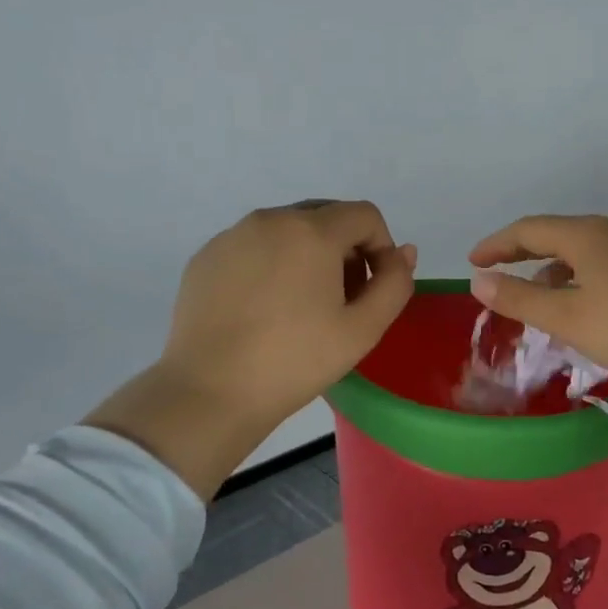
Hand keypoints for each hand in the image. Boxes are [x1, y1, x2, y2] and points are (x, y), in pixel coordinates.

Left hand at [87, 200, 416, 497]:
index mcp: (311, 231)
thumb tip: (402, 252)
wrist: (210, 393)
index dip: (382, 247)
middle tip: (344, 300)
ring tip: (302, 307)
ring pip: (287, 230)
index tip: (374, 288)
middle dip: (346, 249)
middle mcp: (269, 219)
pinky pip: (253, 246)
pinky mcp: (205, 257)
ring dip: (308, 256)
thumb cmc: (295, 361)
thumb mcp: (363, 329)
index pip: (364, 215)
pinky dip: (271, 265)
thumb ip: (395, 283)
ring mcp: (231, 236)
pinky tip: (264, 310)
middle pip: (326, 216)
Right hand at [467, 214, 607, 463]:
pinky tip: (586, 307)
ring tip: (541, 300)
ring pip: (584, 251)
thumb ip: (519, 298)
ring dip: (555, 270)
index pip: (528, 229)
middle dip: (524, 255)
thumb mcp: (567, 316)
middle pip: (557, 235)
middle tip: (500, 276)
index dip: (496, 245)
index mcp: (585, 234)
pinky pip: (606, 264)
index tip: (473, 262)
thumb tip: (478, 280)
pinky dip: (582, 279)